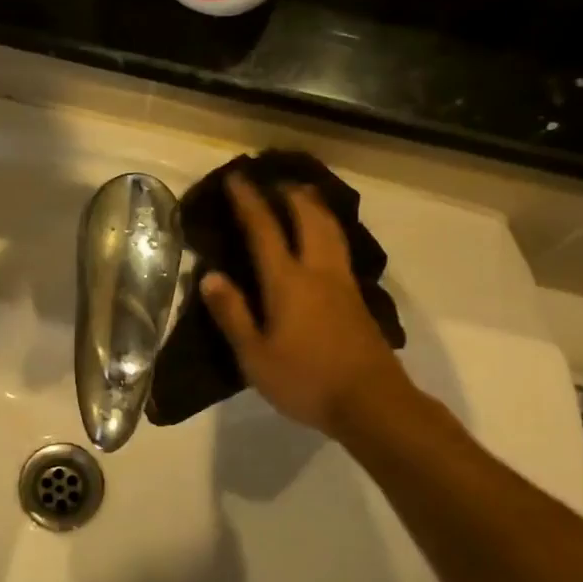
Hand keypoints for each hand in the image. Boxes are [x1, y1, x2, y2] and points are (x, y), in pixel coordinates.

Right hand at [199, 175, 408, 436]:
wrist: (373, 403)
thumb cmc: (306, 380)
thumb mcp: (255, 356)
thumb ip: (232, 314)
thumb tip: (210, 276)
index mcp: (288, 281)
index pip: (264, 229)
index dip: (249, 201)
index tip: (236, 178)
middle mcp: (318, 271)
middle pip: (308, 217)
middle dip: (288, 194)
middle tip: (272, 181)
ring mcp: (343, 282)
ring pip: (331, 228)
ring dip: (313, 206)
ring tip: (301, 195)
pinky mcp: (358, 298)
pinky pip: (340, 246)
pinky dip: (327, 228)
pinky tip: (323, 238)